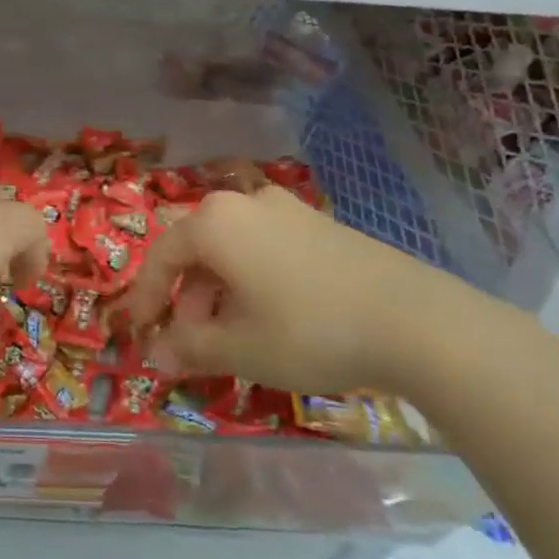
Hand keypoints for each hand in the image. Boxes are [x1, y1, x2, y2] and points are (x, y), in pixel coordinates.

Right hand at [123, 187, 487, 394]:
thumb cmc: (308, 330)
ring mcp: (287, 210)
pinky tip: (270, 317)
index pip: (161, 256)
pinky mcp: (321, 225)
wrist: (417, 321)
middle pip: (197, 249)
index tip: (140, 332)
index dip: (145, 297)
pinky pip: (266, 248)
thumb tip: (156, 356)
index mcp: (214, 223)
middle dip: (186, 297)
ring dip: (219, 291)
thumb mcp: (239, 348)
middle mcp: (245, 203)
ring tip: (231, 335)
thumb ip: (188, 348)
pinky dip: (252, 280)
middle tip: (190, 340)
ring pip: (233, 249)